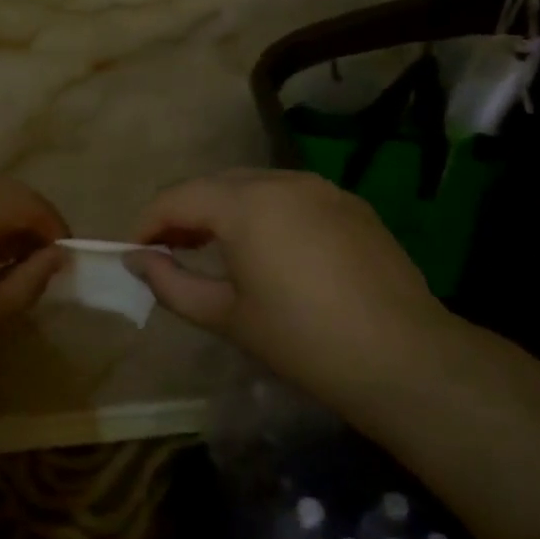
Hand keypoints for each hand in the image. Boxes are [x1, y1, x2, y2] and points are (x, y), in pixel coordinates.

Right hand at [125, 168, 450, 400]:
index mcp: (245, 203)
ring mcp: (322, 188)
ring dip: (226, 210)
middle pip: (216, 184)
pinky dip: (266, 213)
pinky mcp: (351, 205)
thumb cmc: (302, 340)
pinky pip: (291, 197)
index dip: (148, 222)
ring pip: (255, 186)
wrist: (404, 358)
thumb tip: (138, 259)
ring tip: (216, 249)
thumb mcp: (226, 316)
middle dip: (186, 213)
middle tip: (170, 251)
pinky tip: (271, 250)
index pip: (178, 197)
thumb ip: (170, 283)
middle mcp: (281, 180)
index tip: (135, 252)